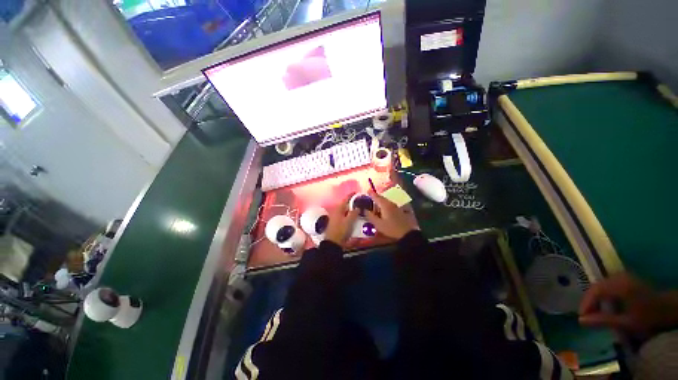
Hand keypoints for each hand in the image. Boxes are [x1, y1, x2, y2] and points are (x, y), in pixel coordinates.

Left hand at [324, 194, 359, 245]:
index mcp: (339, 209)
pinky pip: (344, 215)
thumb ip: (354, 213)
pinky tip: (354, 217)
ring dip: (351, 209)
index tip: (357, 192)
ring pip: (344, 210)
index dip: (351, 195)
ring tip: (359, 209)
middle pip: (345, 204)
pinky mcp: (336, 222)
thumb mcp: (349, 221)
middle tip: (360, 202)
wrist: (332, 243)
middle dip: (352, 202)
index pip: (345, 199)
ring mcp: (335, 217)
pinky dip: (349, 214)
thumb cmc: (341, 231)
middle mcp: (336, 211)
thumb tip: (357, 207)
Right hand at [364, 190, 417, 239]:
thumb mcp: (378, 224)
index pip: (376, 197)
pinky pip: (390, 205)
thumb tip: (364, 210)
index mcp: (385, 205)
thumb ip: (370, 216)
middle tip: (370, 199)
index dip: (371, 193)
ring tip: (375, 207)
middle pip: (382, 198)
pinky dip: (385, 206)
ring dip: (380, 203)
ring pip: (386, 202)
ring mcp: (396, 207)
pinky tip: (383, 212)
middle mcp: (391, 203)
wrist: (407, 233)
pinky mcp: (400, 211)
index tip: (367, 190)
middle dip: (375, 198)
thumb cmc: (391, 228)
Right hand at [579, 273, 677, 337]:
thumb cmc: (647, 317)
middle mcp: (617, 277)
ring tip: (594, 311)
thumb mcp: (626, 323)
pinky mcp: (624, 278)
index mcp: (618, 286)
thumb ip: (603, 320)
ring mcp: (621, 276)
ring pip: (601, 286)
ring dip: (595, 298)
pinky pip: (607, 284)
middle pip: (597, 287)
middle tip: (586, 315)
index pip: (594, 291)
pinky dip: (602, 295)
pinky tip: (604, 304)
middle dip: (590, 301)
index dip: (586, 304)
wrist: (666, 307)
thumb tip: (580, 320)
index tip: (581, 317)